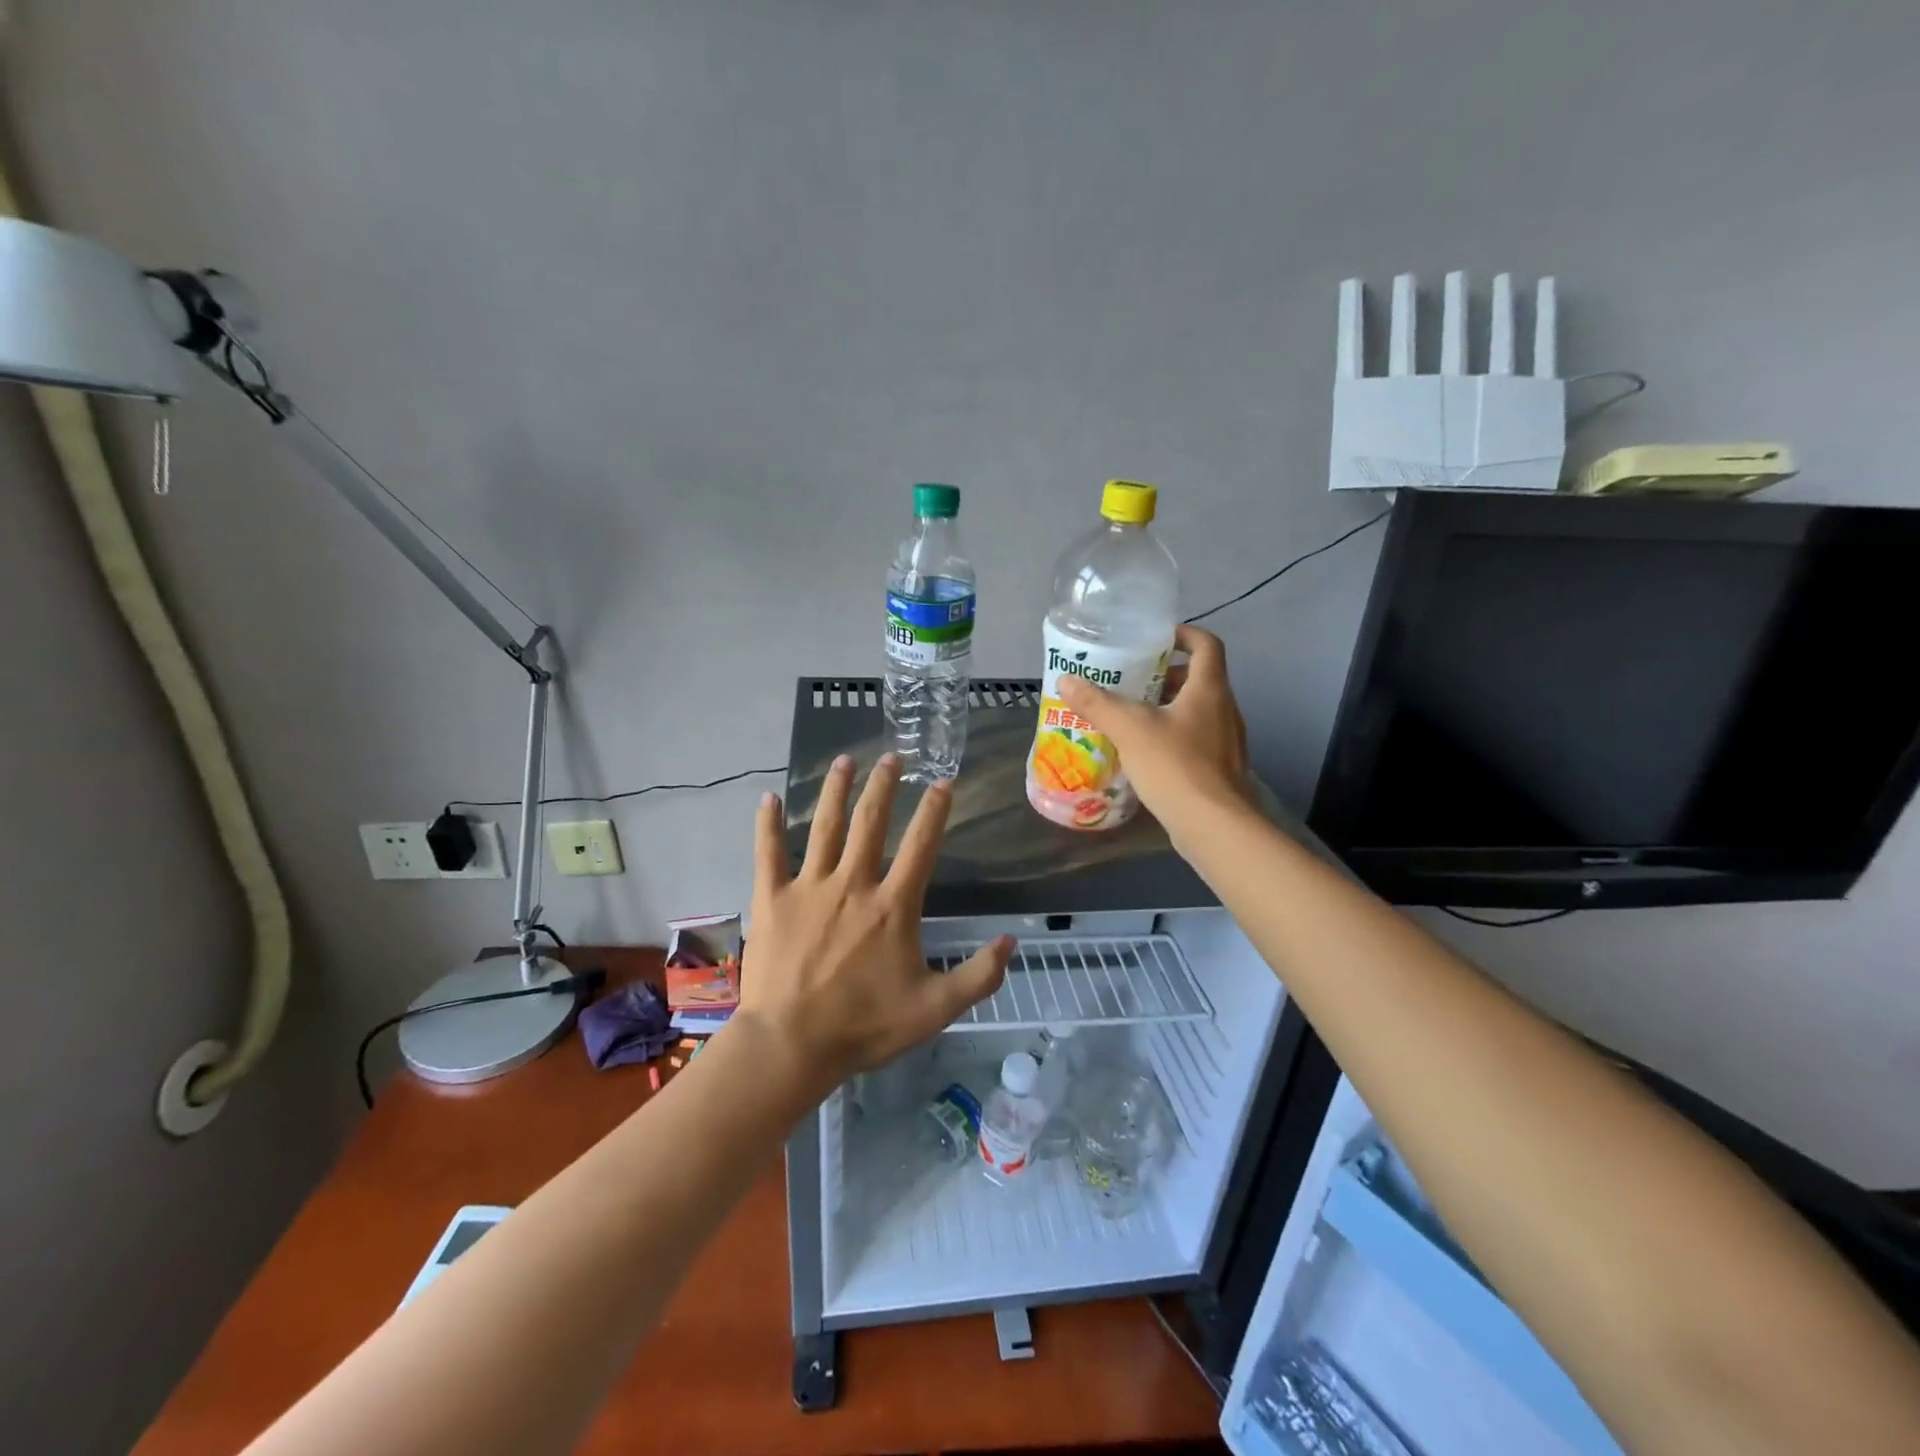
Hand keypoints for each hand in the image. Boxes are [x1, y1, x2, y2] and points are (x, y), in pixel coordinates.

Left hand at [736, 753, 1011, 1087]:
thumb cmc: (864, 1027)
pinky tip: (766, 798)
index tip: (942, 782)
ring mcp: (810, 887)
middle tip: (893, 756)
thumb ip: (978, 977)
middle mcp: (853, 884)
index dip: (934, 810)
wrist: (792, 1046)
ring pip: (824, 827)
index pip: (920, 845)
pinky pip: (768, 853)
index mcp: (893, 905)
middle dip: (884, 785)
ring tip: (845, 760)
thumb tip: (1011, 942)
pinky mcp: (773, 899)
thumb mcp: (935, 1009)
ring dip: (836, 790)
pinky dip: (767, 825)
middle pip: (871, 821)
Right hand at [1056, 624, 1250, 834]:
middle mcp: (1225, 709)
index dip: (1183, 635)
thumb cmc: (1175, 766)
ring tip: (1131, 717)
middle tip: (1131, 681)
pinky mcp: (1221, 769)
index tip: (1155, 640)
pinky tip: (1145, 753)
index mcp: (1209, 689)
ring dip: (1167, 708)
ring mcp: (1227, 741)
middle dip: (1165, 676)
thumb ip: (1097, 703)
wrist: (1214, 826)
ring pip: (1197, 711)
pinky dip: (1173, 736)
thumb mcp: (1129, 729)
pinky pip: (1196, 739)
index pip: (1206, 645)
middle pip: (1199, 678)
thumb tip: (1067, 680)